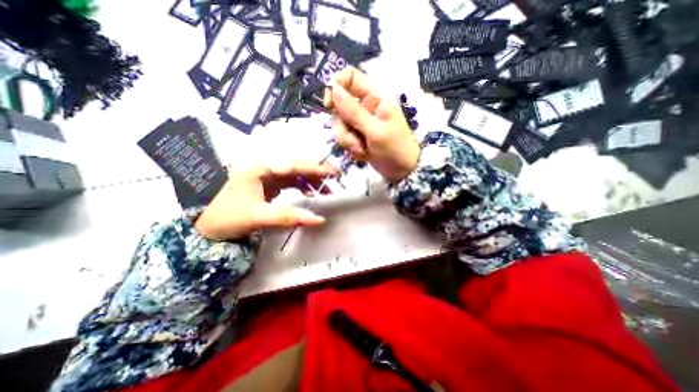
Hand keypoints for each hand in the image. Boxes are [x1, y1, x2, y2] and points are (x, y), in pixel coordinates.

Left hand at [194, 159, 340, 239]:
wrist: (206, 225)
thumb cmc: (228, 217)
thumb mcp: (259, 217)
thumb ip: (289, 217)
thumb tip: (319, 220)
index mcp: (259, 168)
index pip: (294, 165)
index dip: (315, 168)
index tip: (333, 172)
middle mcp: (264, 167)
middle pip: (296, 165)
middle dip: (317, 171)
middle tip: (335, 177)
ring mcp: (266, 175)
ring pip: (295, 172)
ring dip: (311, 180)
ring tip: (326, 190)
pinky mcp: (268, 183)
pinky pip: (290, 181)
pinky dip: (302, 186)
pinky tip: (309, 193)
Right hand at [329, 66, 419, 181]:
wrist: (402, 171)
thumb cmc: (395, 149)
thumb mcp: (375, 131)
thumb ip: (353, 111)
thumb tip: (334, 88)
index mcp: (374, 98)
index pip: (349, 77)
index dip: (336, 86)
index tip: (329, 105)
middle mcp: (365, 107)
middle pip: (339, 107)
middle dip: (343, 127)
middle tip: (355, 142)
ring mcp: (360, 122)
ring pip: (339, 125)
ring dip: (347, 141)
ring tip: (362, 151)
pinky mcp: (357, 136)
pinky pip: (344, 137)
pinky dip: (350, 147)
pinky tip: (362, 155)